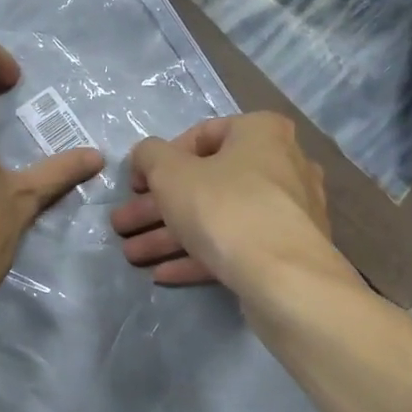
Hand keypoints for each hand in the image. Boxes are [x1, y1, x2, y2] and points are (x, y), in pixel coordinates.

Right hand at [110, 112, 331, 291]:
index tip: (136, 185)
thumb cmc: (224, 208)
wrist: (284, 278)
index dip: (160, 160)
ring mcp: (288, 212)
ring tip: (132, 256)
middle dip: (157, 208)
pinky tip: (163, 275)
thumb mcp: (170, 173)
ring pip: (217, 219)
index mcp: (261, 133)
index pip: (201, 135)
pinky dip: (199, 257)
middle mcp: (282, 165)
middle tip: (123, 225)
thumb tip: (147, 157)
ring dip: (169, 237)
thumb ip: (149, 156)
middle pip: (206, 184)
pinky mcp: (286, 252)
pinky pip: (236, 247)